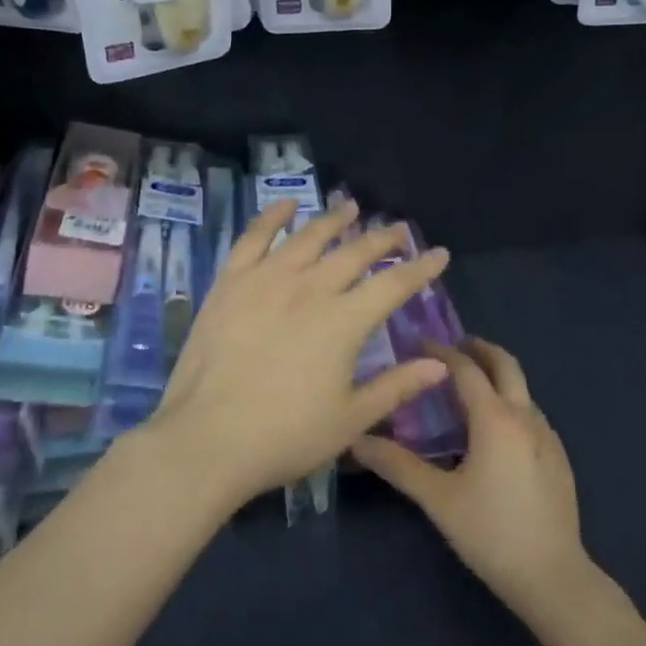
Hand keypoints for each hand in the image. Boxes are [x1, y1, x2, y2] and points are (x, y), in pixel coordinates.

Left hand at [143, 199, 450, 512]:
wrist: (206, 440)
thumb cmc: (285, 436)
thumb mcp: (350, 419)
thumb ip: (397, 386)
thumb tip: (439, 364)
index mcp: (344, 321)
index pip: (394, 284)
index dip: (421, 267)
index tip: (439, 253)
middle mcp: (310, 288)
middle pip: (355, 252)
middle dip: (383, 238)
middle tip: (399, 228)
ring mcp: (267, 280)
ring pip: (309, 237)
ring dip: (334, 220)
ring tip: (351, 207)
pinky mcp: (231, 283)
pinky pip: (254, 238)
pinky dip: (273, 217)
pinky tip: (286, 205)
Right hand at [352, 338, 591, 625]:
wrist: (553, 576)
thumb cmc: (490, 533)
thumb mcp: (438, 499)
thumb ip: (397, 465)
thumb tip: (356, 440)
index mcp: (495, 418)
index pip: (466, 369)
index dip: (441, 352)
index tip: (418, 342)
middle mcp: (525, 416)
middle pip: (505, 364)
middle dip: (479, 349)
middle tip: (452, 347)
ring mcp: (547, 436)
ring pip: (521, 389)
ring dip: (496, 376)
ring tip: (467, 388)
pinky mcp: (558, 456)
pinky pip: (531, 413)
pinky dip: (509, 402)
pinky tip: (494, 431)